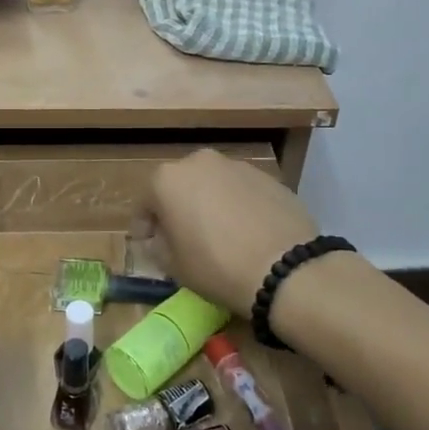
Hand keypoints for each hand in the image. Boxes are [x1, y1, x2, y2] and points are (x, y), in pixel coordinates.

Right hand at [136, 149, 320, 315]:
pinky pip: (240, 190)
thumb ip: (157, 245)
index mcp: (168, 179)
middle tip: (182, 236)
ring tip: (218, 234)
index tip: (148, 243)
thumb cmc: (216, 266)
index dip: (143, 225)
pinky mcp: (267, 176)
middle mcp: (199, 162)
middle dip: (177, 208)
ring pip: (212, 184)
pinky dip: (236, 205)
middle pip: (179, 186)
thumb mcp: (173, 265)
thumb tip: (158, 238)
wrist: (285, 267)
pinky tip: (246, 231)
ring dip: (208, 203)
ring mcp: (236, 166)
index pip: (144, 202)